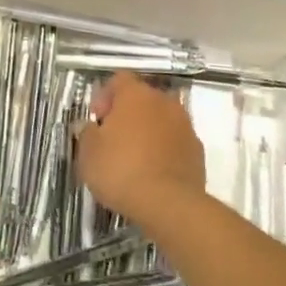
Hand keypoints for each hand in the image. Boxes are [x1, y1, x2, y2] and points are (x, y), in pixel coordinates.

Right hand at [74, 71, 206, 224]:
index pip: (119, 79)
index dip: (105, 96)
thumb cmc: (121, 170)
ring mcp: (185, 126)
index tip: (96, 119)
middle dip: (127, 114)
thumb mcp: (88, 153)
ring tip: (133, 158)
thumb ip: (87, 133)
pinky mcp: (198, 151)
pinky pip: (175, 142)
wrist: (170, 205)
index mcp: (136, 95)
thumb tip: (90, 127)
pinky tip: (152, 172)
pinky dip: (164, 150)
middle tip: (112, 138)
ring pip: (161, 120)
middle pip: (142, 98)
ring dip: (147, 132)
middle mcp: (164, 102)